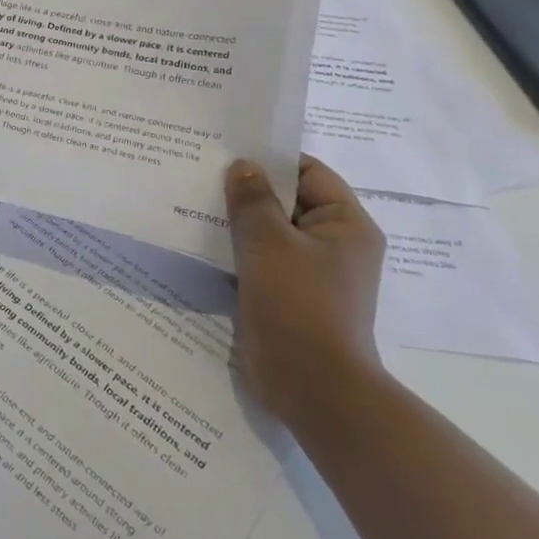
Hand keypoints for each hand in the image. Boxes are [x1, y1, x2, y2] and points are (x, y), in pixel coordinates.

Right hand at [224, 156, 385, 428]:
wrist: (312, 388)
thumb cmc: (298, 304)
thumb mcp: (269, 242)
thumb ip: (252, 199)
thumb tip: (243, 165)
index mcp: (345, 224)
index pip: (308, 173)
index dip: (270, 159)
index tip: (228, 150)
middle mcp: (333, 244)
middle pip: (286, 202)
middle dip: (247, 190)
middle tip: (202, 172)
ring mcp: (310, 273)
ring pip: (269, 233)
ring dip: (237, 222)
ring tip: (193, 202)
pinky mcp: (288, 296)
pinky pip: (260, 261)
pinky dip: (236, 251)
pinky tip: (201, 242)